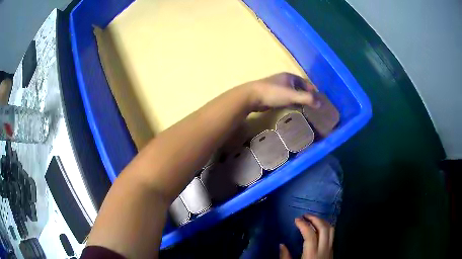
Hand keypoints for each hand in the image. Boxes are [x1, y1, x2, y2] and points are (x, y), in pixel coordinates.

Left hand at [244, 72, 319, 111]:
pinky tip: (294, 108)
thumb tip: (320, 104)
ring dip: (299, 99)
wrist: (252, 96)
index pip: (305, 82)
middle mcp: (284, 80)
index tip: (318, 98)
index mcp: (289, 77)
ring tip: (306, 107)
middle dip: (306, 95)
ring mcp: (277, 87)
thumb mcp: (292, 95)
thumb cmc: (273, 93)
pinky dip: (291, 102)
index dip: (312, 89)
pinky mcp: (272, 95)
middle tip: (313, 104)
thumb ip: (306, 99)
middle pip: (299, 87)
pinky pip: (286, 98)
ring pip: (292, 93)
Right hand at [279, 214, 333, 258]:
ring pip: (331, 230)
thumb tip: (281, 245)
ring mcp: (330, 249)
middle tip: (305, 215)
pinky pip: (332, 235)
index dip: (304, 225)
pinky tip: (319, 229)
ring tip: (313, 219)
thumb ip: (285, 257)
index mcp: (312, 254)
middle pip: (324, 228)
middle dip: (315, 219)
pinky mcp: (332, 251)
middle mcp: (324, 249)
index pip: (310, 234)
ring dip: (322, 222)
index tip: (296, 220)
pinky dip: (326, 228)